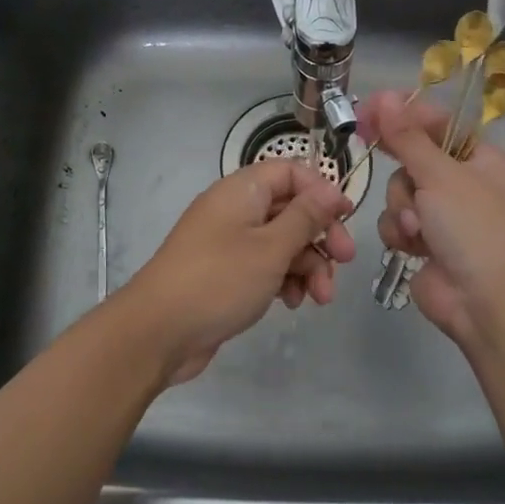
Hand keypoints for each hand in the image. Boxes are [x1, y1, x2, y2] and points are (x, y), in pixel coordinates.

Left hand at [123, 160, 356, 384]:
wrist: (157, 332)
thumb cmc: (219, 280)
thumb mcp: (271, 248)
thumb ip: (305, 217)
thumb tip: (330, 190)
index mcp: (242, 191)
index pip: (290, 172)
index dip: (321, 190)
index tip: (347, 217)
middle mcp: (234, 210)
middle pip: (290, 209)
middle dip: (320, 236)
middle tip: (344, 261)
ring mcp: (228, 243)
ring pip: (281, 242)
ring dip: (307, 265)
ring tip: (320, 298)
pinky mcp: (226, 273)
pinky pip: (264, 266)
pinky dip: (283, 280)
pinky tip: (293, 304)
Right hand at [358, 89, 504, 348]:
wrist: (487, 303)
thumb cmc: (474, 228)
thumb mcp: (441, 175)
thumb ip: (406, 137)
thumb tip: (384, 97)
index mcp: (481, 160)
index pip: (439, 123)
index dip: (404, 113)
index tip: (369, 108)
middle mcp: (464, 184)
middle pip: (414, 158)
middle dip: (403, 171)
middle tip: (367, 143)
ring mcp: (444, 216)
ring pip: (400, 192)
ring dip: (401, 207)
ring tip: (417, 229)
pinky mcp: (425, 244)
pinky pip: (397, 222)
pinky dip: (400, 233)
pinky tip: (412, 248)